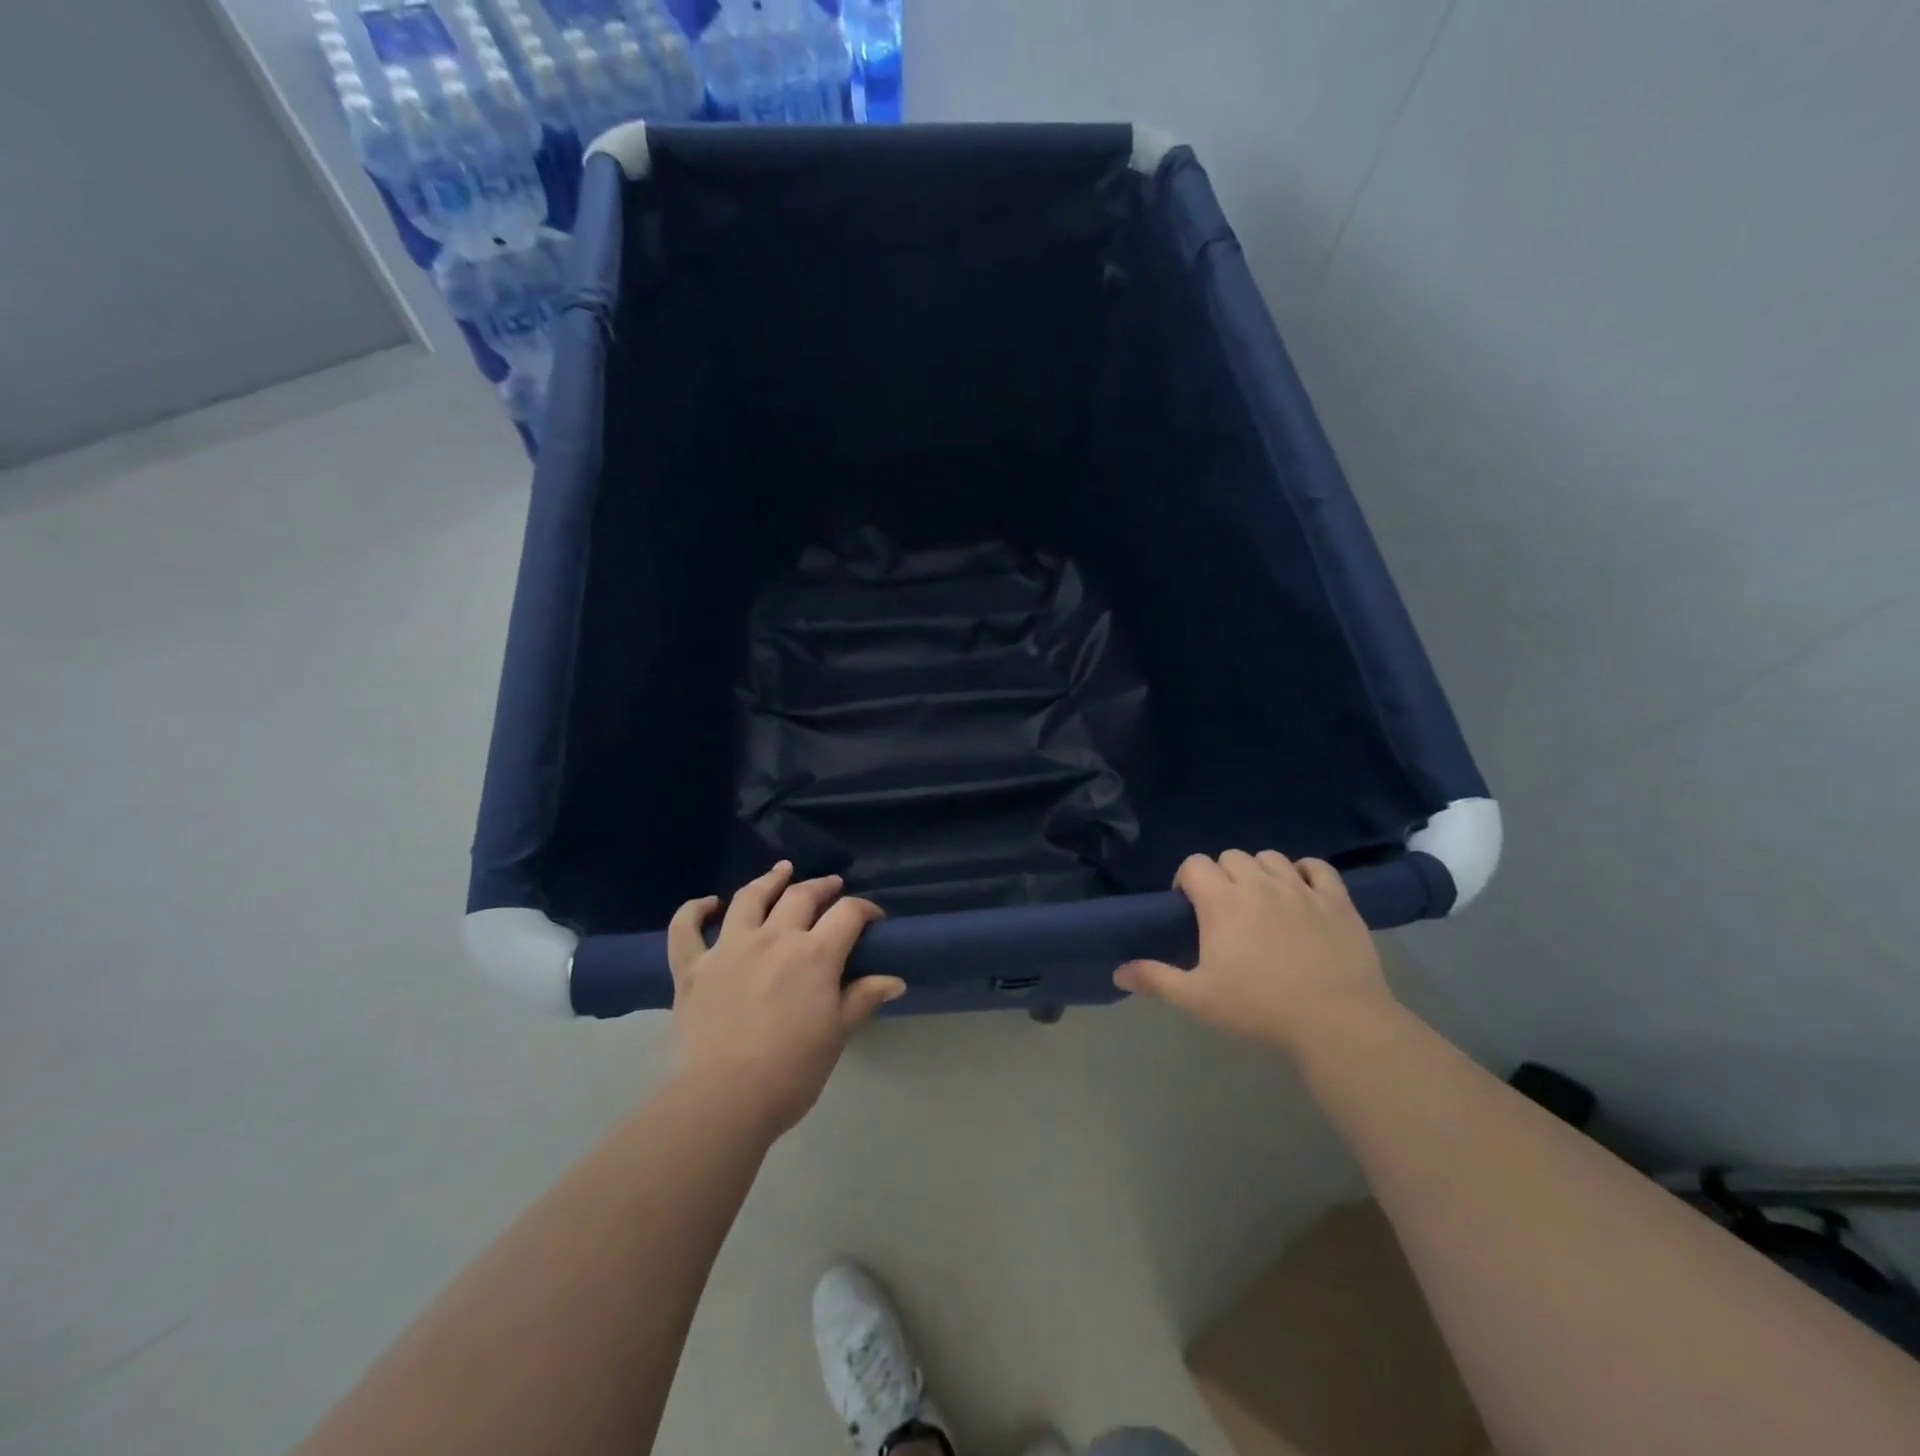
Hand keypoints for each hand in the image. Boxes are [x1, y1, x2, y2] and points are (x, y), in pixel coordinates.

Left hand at [667, 862, 902, 1137]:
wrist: (723, 1099)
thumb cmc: (790, 1071)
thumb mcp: (836, 1035)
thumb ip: (862, 999)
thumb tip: (895, 981)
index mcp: (814, 955)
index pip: (848, 914)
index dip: (865, 910)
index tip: (874, 919)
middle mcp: (773, 939)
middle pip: (800, 896)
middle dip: (821, 887)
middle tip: (832, 886)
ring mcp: (728, 948)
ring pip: (749, 899)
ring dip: (768, 880)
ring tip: (781, 871)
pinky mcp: (692, 968)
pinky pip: (686, 929)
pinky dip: (694, 910)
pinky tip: (708, 902)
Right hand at [1114, 851, 1393, 1055]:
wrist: (1336, 1022)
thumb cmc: (1259, 1008)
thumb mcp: (1198, 999)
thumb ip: (1156, 979)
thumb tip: (1117, 972)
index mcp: (1222, 902)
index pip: (1195, 864)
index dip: (1187, 879)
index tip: (1189, 906)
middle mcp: (1259, 884)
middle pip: (1232, 857)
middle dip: (1222, 875)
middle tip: (1225, 910)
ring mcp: (1301, 889)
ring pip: (1271, 858)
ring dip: (1259, 872)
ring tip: (1261, 901)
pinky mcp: (1337, 900)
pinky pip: (1318, 868)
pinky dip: (1305, 873)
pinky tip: (1302, 892)